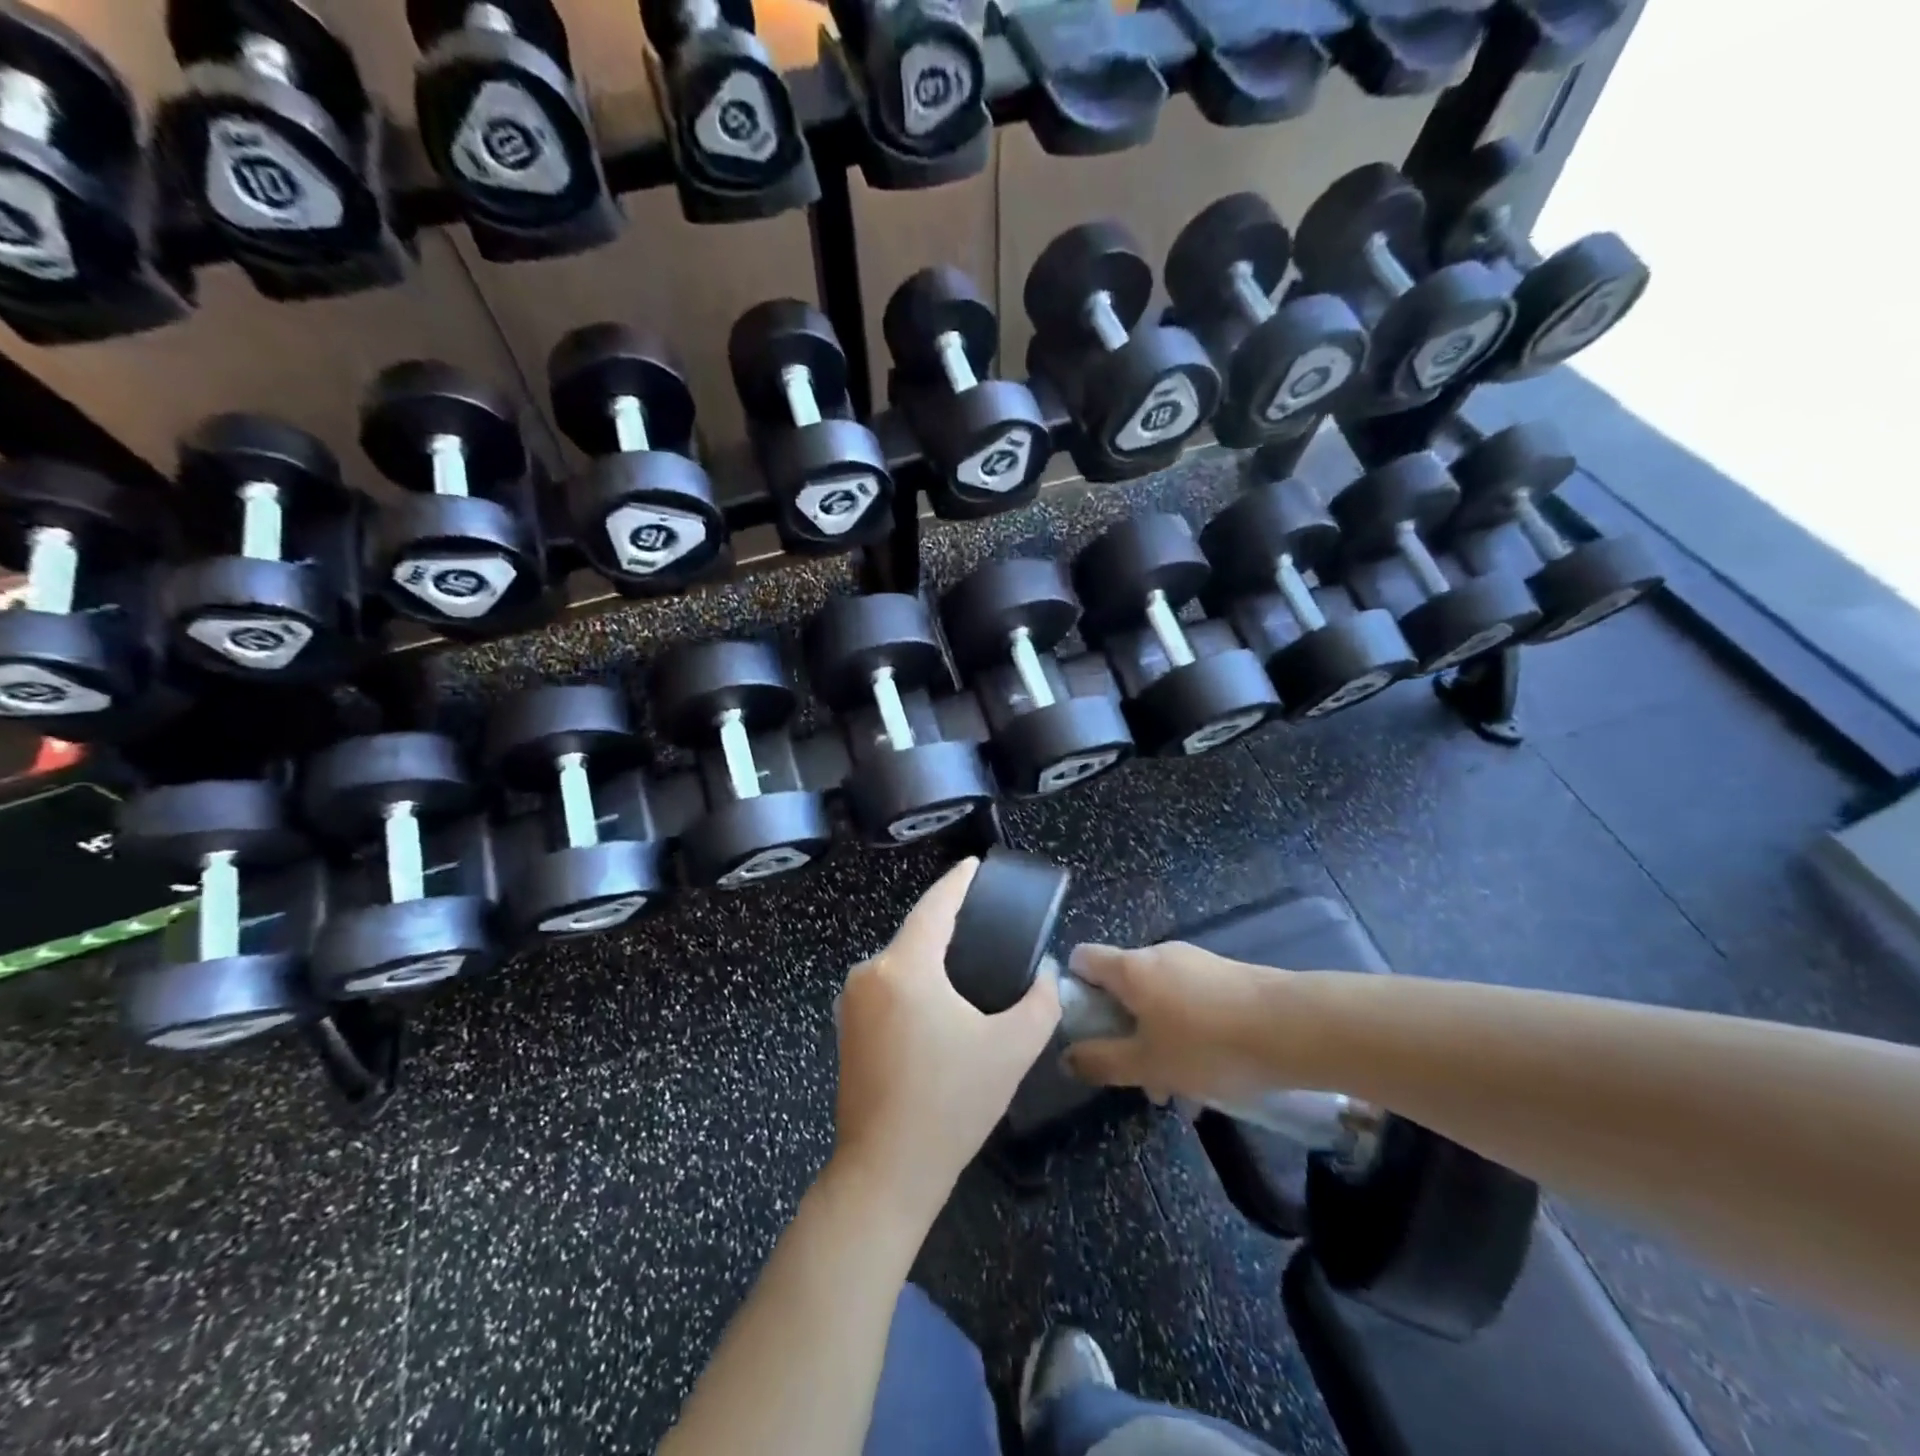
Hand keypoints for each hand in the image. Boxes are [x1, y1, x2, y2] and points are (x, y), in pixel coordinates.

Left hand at [832, 859, 1060, 1226]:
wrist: (886, 1172)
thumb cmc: (950, 1103)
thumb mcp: (1011, 1050)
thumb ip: (1040, 1002)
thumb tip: (1048, 975)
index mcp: (904, 966)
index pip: (934, 906)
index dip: (957, 882)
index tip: (973, 865)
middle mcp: (870, 973)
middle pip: (916, 934)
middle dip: (948, 924)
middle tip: (986, 923)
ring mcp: (851, 1002)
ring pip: (901, 962)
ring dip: (931, 958)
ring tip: (970, 963)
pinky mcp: (846, 1029)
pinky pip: (888, 987)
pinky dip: (915, 983)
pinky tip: (940, 1002)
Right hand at [1062, 942, 1284, 1106]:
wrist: (1294, 1028)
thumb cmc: (1208, 1045)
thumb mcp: (1149, 1064)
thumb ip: (1103, 1061)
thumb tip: (1066, 1056)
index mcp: (1130, 969)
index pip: (1083, 959)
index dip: (1074, 990)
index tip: (1083, 1029)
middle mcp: (1158, 956)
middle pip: (1123, 986)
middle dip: (1124, 1031)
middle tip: (1138, 1076)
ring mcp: (1195, 963)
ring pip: (1159, 1000)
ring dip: (1159, 1040)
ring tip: (1182, 1091)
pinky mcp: (1226, 977)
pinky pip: (1190, 1003)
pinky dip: (1189, 1034)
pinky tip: (1212, 1077)